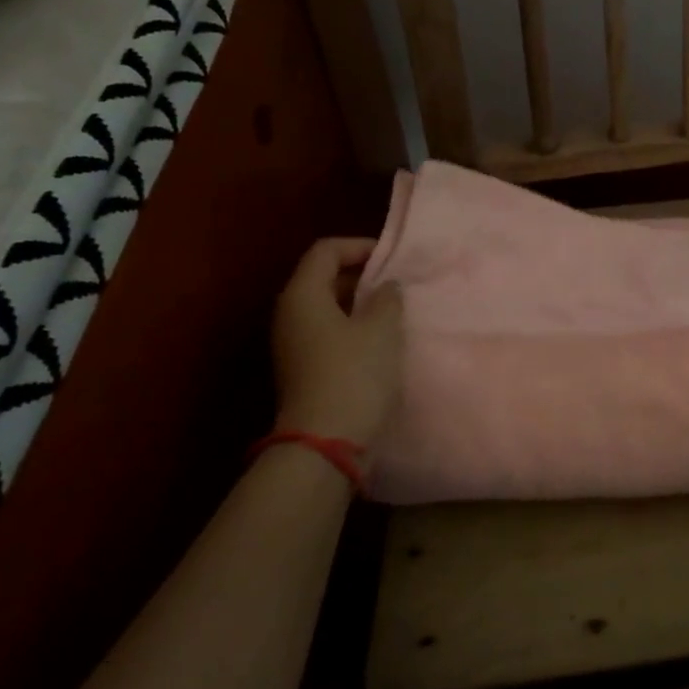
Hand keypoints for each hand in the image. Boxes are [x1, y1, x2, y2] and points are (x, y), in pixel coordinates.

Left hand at [271, 237, 402, 449]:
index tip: (392, 258)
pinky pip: (329, 332)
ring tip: (394, 309)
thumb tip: (386, 287)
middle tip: (397, 282)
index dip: (359, 246)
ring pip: (327, 307)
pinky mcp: (304, 368)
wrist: (326, 442)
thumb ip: (387, 298)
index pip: (326, 251)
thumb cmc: (354, 374)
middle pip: (323, 277)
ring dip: (360, 303)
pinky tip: (381, 340)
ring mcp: (294, 344)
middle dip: (361, 275)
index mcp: (302, 295)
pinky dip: (353, 327)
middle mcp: (290, 314)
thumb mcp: (381, 329)